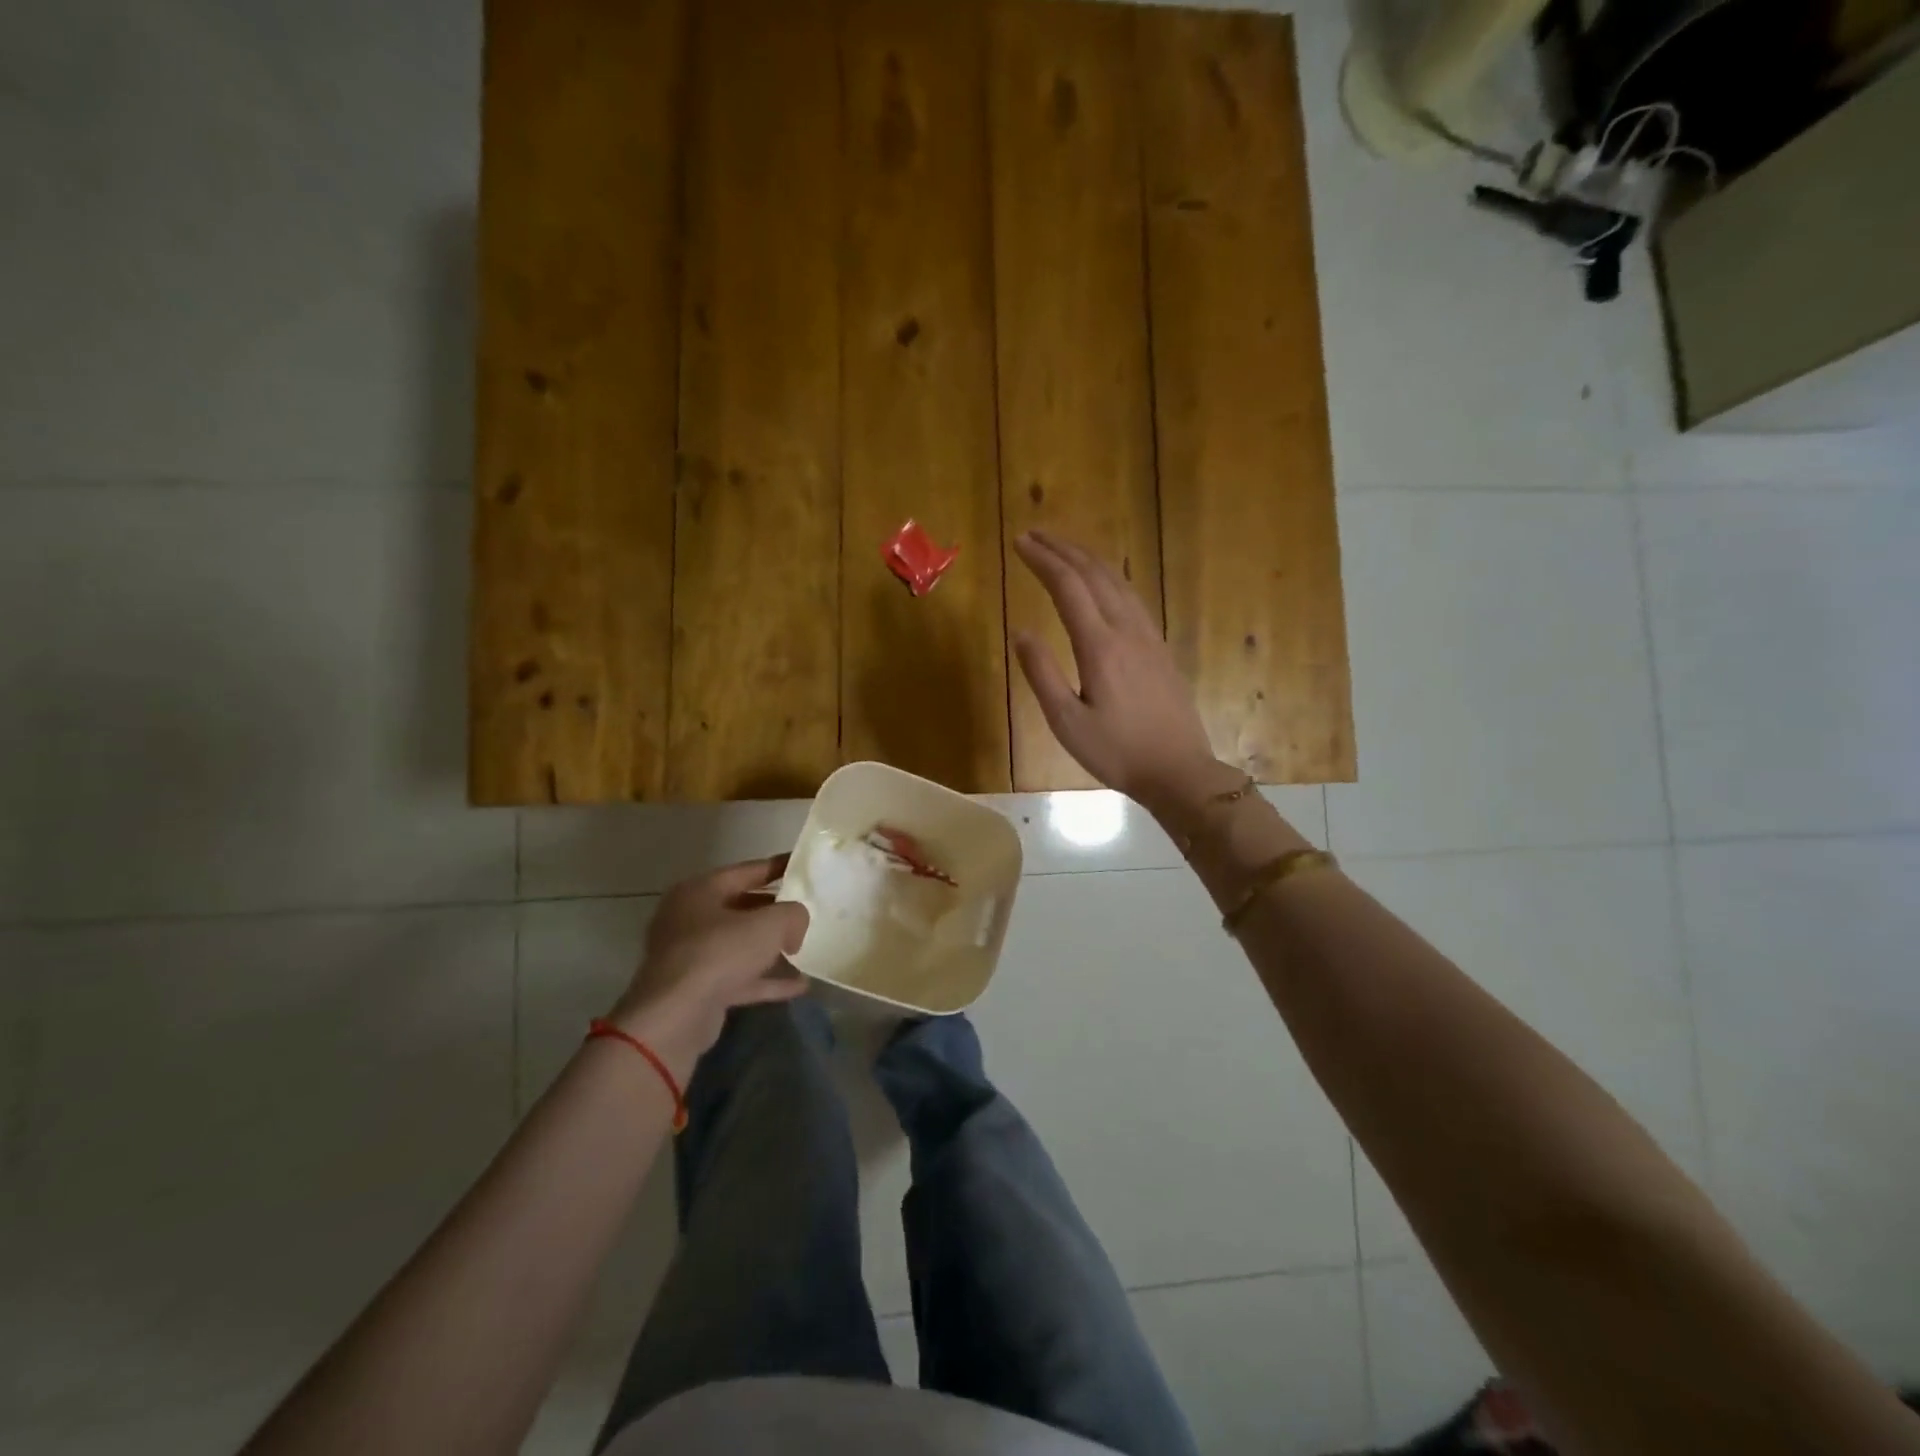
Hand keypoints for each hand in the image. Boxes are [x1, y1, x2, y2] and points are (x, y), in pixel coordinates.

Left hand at [608, 857, 809, 1079]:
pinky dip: (766, 979)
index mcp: (700, 890)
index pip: (747, 870)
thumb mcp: (769, 925)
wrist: (674, 1017)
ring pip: (739, 945)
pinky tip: (799, 985)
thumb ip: (792, 914)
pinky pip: (738, 977)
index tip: (804, 866)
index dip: (778, 867)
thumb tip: (796, 924)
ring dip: (771, 949)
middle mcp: (690, 918)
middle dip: (774, 911)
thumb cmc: (719, 953)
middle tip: (806, 911)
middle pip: (741, 907)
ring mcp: (690, 956)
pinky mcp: (697, 989)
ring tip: (804, 948)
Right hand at [1011, 530, 1219, 807]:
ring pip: (1118, 581)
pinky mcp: (1160, 647)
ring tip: (1063, 548)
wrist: (1178, 770)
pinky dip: (1110, 577)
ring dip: (1088, 558)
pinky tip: (1104, 581)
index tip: (1019, 543)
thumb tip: (1021, 631)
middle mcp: (1126, 630)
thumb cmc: (1116, 752)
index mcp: (1099, 646)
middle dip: (1063, 549)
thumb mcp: (1067, 722)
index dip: (1042, 560)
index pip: (1067, 587)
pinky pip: (1132, 597)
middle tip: (1035, 535)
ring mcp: (1148, 636)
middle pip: (1094, 574)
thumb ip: (1042, 674)